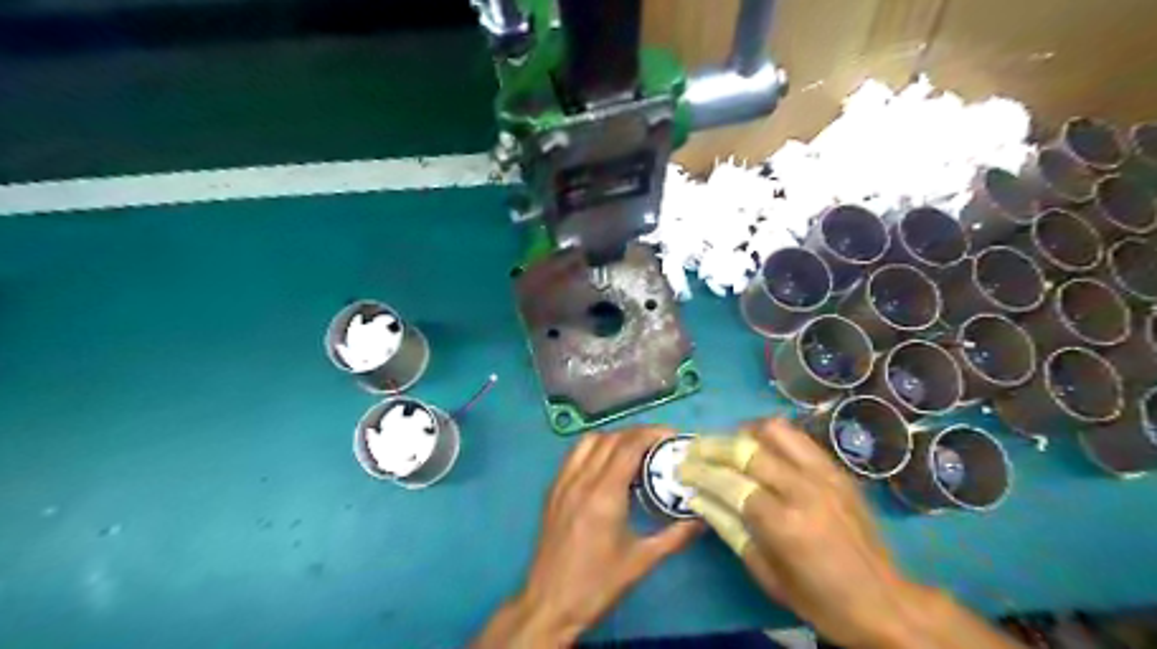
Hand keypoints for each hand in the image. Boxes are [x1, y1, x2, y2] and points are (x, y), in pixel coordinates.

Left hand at [470, 425, 694, 647]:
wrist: (550, 603)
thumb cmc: (598, 584)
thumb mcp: (643, 561)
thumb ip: (676, 535)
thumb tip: (703, 518)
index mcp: (604, 494)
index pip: (628, 446)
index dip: (652, 433)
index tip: (672, 436)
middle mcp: (581, 480)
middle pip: (611, 438)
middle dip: (638, 434)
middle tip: (660, 444)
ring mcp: (563, 483)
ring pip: (589, 441)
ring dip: (614, 438)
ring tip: (634, 451)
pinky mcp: (553, 490)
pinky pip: (574, 455)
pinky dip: (594, 448)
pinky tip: (607, 465)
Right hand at [681, 419, 937, 645]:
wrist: (886, 601)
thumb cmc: (819, 599)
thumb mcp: (766, 573)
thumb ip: (729, 528)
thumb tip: (696, 497)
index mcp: (784, 523)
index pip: (729, 481)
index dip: (699, 471)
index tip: (680, 468)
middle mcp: (803, 488)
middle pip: (746, 448)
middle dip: (712, 445)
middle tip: (694, 450)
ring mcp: (824, 473)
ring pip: (773, 430)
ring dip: (743, 433)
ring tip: (727, 446)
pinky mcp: (837, 469)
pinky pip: (797, 438)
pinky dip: (771, 437)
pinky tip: (760, 450)